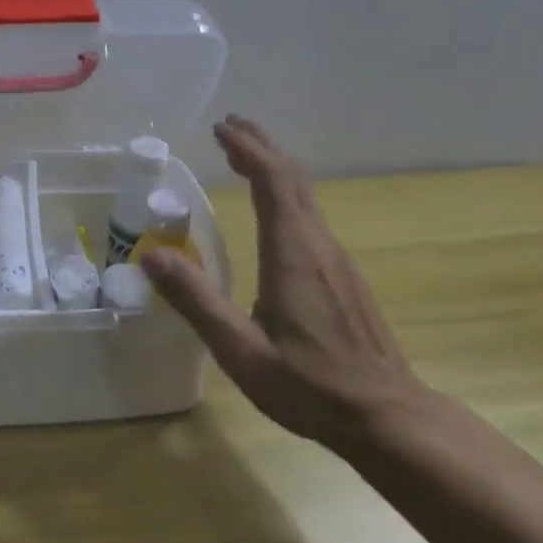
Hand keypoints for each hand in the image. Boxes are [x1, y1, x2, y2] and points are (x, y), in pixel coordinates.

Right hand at [139, 116, 429, 446]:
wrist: (390, 417)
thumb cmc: (312, 386)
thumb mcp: (242, 352)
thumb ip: (196, 301)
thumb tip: (152, 255)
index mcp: (292, 251)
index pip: (271, 179)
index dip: (246, 148)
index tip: (219, 128)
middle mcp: (318, 243)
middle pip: (292, 175)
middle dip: (260, 144)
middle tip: (229, 126)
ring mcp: (337, 258)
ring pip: (304, 193)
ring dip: (274, 165)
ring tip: (244, 156)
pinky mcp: (345, 275)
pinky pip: (311, 214)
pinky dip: (285, 192)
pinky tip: (273, 209)